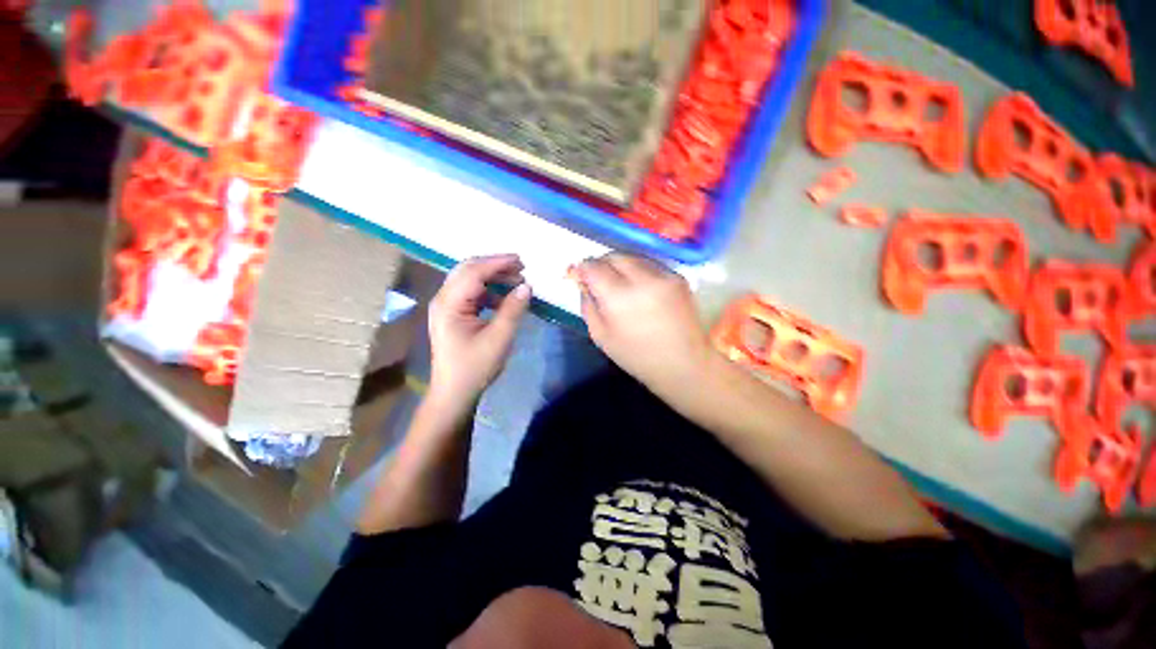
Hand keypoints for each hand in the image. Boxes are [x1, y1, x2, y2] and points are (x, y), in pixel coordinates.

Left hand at [428, 254, 531, 405]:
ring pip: (469, 280)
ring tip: (516, 282)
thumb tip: (527, 286)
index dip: (498, 263)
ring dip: (493, 277)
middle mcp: (443, 299)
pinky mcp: (452, 314)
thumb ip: (513, 309)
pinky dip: (489, 290)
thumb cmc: (475, 367)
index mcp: (449, 304)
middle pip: (468, 270)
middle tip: (521, 268)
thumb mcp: (499, 338)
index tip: (521, 261)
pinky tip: (504, 298)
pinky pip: (471, 293)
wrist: (454, 392)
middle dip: (495, 266)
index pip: (473, 272)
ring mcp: (446, 307)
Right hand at [573, 253, 711, 394]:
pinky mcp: (678, 276)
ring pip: (632, 256)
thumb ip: (588, 304)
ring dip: (619, 265)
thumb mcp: (600, 336)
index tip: (578, 275)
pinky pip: (650, 264)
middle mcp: (642, 279)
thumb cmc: (636, 356)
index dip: (582, 268)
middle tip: (596, 277)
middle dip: (600, 263)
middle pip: (613, 256)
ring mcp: (663, 275)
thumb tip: (582, 282)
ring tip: (618, 282)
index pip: (593, 267)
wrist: (683, 363)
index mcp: (619, 297)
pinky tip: (639, 287)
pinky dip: (638, 270)